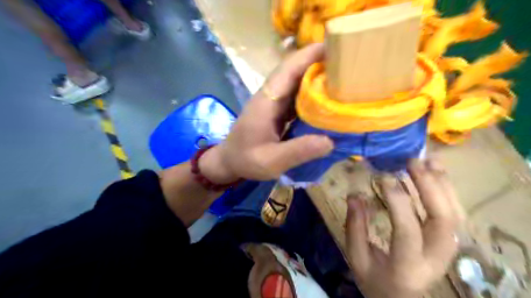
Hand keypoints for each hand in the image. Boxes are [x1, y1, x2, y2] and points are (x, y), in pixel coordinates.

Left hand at [202, 43, 332, 183]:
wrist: (229, 162)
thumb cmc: (246, 160)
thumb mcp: (270, 161)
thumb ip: (298, 151)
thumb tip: (330, 141)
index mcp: (267, 100)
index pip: (288, 69)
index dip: (310, 55)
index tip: (336, 48)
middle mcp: (270, 95)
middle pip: (295, 70)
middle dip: (319, 63)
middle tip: (347, 65)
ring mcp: (273, 102)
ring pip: (297, 82)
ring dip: (317, 77)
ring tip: (343, 79)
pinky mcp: (277, 110)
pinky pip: (297, 96)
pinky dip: (312, 94)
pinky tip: (326, 101)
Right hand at [346, 159, 463, 297]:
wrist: (402, 297)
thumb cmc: (376, 280)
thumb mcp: (357, 258)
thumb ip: (355, 227)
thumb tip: (354, 194)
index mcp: (407, 266)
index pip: (407, 231)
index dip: (397, 201)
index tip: (383, 177)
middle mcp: (435, 257)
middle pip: (442, 219)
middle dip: (428, 186)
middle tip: (411, 162)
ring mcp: (447, 249)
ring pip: (454, 213)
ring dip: (442, 183)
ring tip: (428, 159)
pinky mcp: (449, 240)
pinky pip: (455, 211)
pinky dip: (447, 189)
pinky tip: (437, 171)